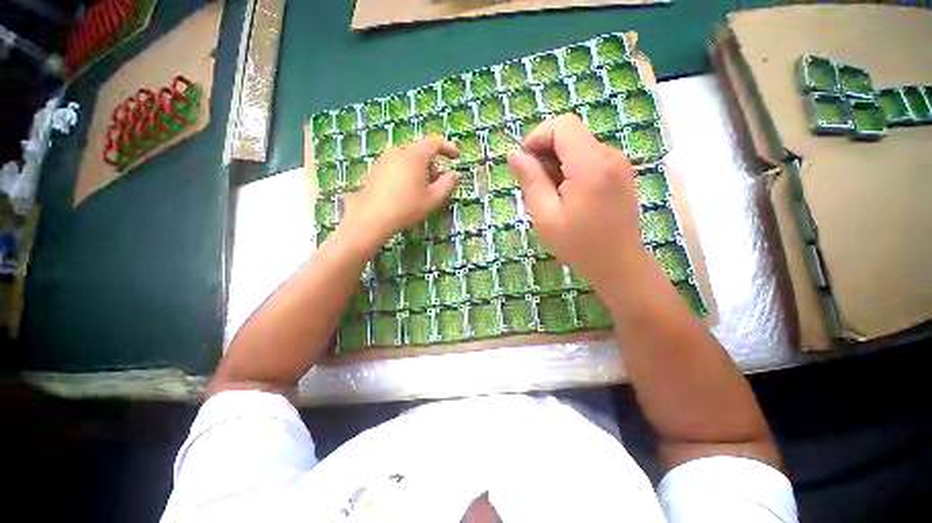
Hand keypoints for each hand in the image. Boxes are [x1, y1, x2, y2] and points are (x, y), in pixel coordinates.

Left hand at [340, 136, 459, 248]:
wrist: (372, 217)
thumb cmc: (407, 207)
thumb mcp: (433, 198)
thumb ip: (448, 184)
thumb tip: (454, 174)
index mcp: (415, 155)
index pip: (435, 142)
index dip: (448, 148)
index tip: (457, 157)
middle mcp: (399, 151)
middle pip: (421, 152)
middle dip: (433, 165)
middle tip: (438, 184)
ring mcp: (385, 159)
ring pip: (409, 159)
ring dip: (420, 171)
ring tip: (422, 191)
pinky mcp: (376, 169)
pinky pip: (398, 166)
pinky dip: (407, 174)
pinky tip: (406, 193)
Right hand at [507, 114, 647, 289]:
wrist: (619, 265)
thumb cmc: (578, 245)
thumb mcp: (545, 215)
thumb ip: (530, 180)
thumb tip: (514, 154)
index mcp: (590, 165)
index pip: (562, 125)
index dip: (538, 138)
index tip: (525, 164)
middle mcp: (609, 156)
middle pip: (571, 134)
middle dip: (546, 153)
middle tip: (536, 186)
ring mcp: (619, 164)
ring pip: (579, 147)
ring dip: (558, 164)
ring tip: (552, 196)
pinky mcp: (621, 173)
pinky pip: (590, 159)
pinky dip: (572, 170)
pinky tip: (569, 197)